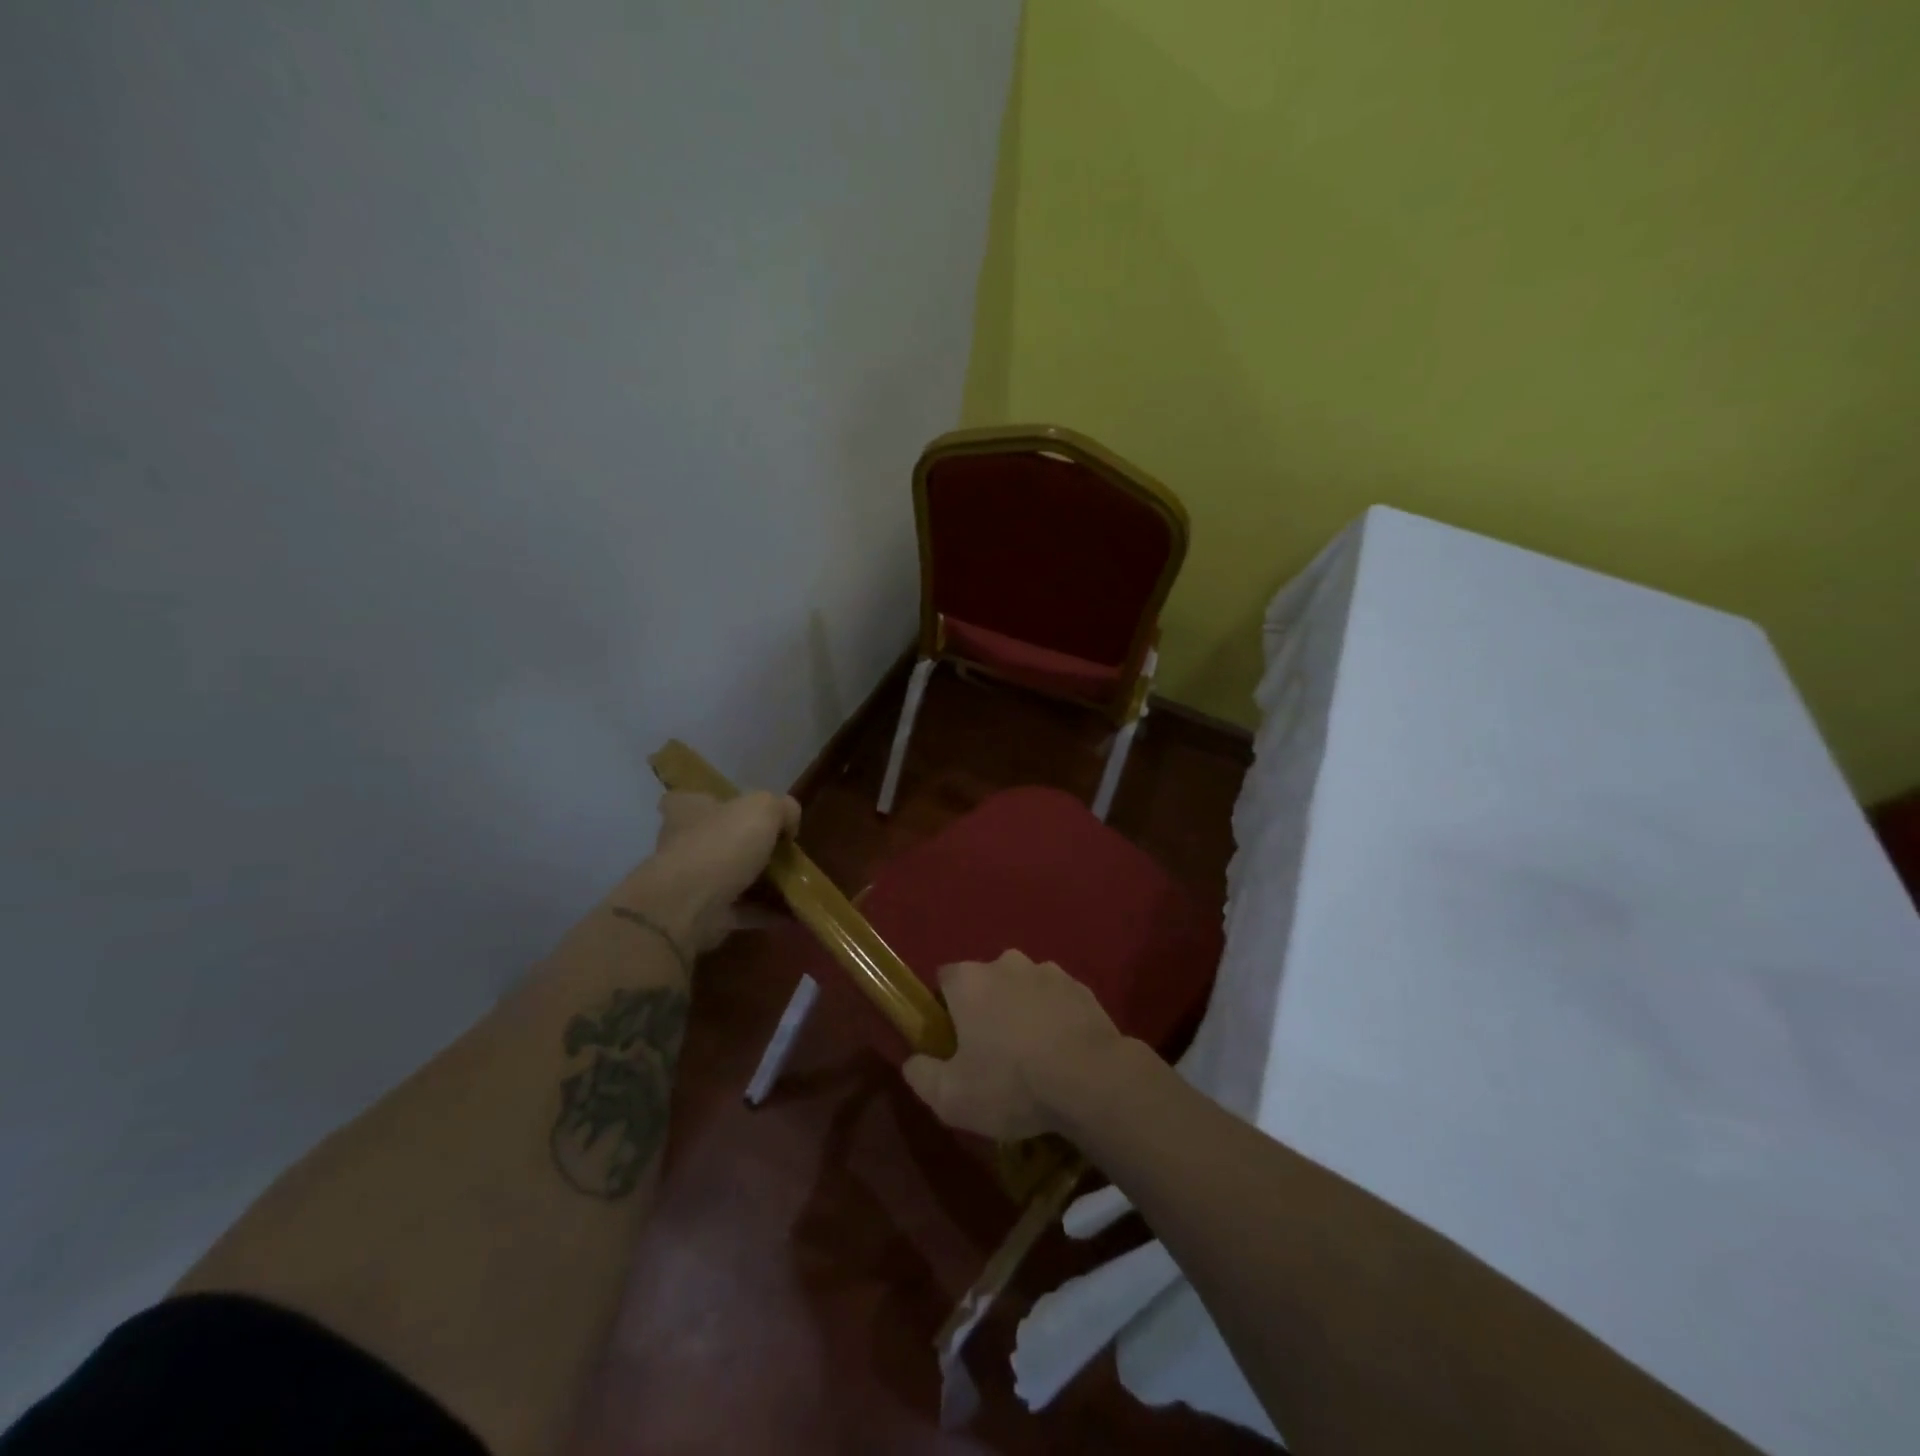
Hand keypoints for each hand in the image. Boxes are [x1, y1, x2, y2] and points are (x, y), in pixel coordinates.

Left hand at [626, 790, 799, 954]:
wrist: (688, 908)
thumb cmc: (721, 845)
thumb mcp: (764, 808)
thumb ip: (782, 808)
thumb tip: (788, 825)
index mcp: (688, 810)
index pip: (692, 798)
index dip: (716, 802)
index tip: (744, 813)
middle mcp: (684, 843)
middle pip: (718, 839)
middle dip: (748, 846)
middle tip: (784, 851)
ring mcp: (692, 882)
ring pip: (733, 877)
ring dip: (763, 883)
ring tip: (798, 884)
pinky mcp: (704, 915)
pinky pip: (743, 910)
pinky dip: (767, 912)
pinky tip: (795, 912)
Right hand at [900, 951, 1125, 1140]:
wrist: (1091, 1079)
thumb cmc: (1011, 1083)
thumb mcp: (951, 1097)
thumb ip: (922, 1076)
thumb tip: (912, 1062)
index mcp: (969, 981)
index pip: (945, 980)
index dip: (946, 1008)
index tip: (953, 1040)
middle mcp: (1006, 963)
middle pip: (986, 981)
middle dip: (986, 1008)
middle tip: (993, 1053)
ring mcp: (1048, 972)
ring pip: (1024, 988)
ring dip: (1022, 1011)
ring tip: (1032, 1056)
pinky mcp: (1081, 987)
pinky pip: (1057, 1000)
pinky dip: (1054, 1018)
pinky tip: (1061, 1053)